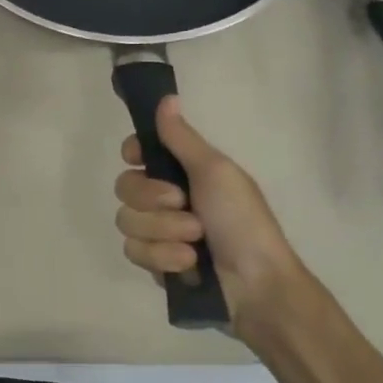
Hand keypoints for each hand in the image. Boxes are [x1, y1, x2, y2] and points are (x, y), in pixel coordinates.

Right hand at [114, 96, 305, 328]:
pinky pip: (134, 251)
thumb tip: (166, 97)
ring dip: (163, 232)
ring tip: (195, 243)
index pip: (137, 152)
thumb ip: (182, 138)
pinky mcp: (154, 263)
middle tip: (185, 206)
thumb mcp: (216, 172)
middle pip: (125, 186)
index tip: (138, 157)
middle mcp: (165, 199)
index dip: (133, 153)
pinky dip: (162, 257)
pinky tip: (188, 265)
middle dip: (154, 201)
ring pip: (126, 221)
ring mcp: (158, 232)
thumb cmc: (242, 221)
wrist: (257, 285)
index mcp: (182, 172)